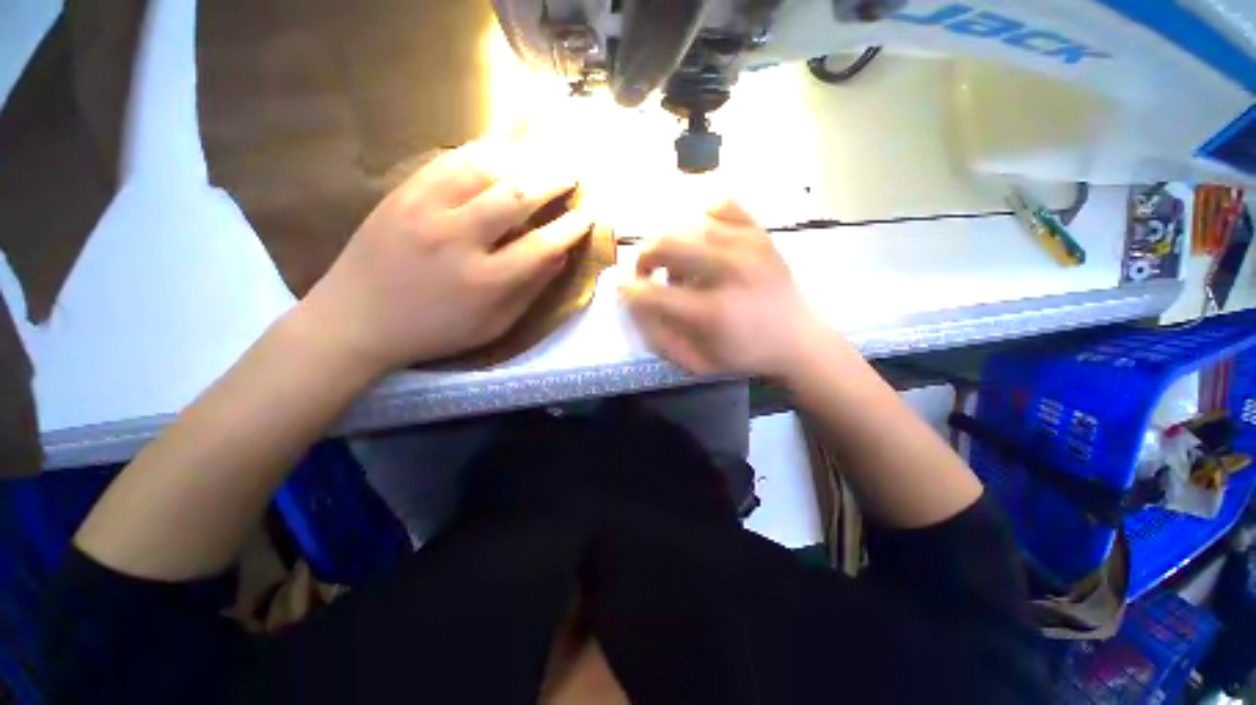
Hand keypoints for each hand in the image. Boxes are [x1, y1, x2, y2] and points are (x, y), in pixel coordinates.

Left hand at [297, 141, 592, 374]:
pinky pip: (447, 161)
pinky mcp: (401, 194)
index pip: (541, 245)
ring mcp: (425, 210)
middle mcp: (458, 238)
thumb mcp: (492, 325)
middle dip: (552, 180)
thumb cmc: (435, 331)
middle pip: (516, 196)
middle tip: (571, 173)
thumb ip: (529, 290)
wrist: (356, 320)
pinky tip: (497, 143)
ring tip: (542, 151)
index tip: (588, 215)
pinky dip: (479, 148)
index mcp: (485, 281)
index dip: (571, 228)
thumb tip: (560, 255)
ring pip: (482, 168)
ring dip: (520, 156)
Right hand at [621, 201, 827, 378]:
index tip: (627, 291)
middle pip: (664, 244)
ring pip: (686, 223)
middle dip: (642, 257)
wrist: (800, 339)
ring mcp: (748, 246)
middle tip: (646, 272)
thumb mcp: (697, 363)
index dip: (630, 290)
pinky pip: (721, 205)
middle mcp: (728, 272)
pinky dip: (702, 218)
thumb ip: (660, 338)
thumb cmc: (744, 355)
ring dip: (669, 243)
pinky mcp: (761, 233)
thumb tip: (634, 304)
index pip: (651, 292)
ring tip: (679, 264)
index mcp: (712, 312)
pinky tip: (703, 238)